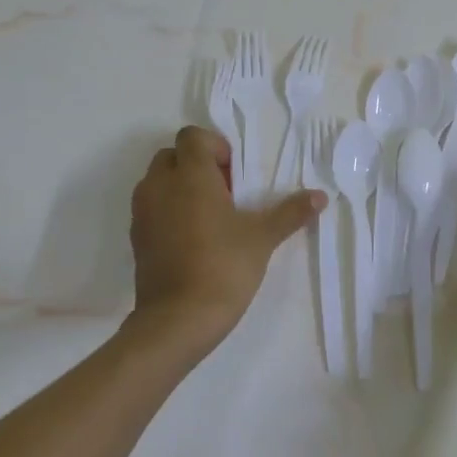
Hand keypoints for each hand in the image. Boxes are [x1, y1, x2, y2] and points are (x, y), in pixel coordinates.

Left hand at [127, 125, 323, 355]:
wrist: (177, 320)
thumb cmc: (222, 267)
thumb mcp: (262, 238)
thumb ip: (290, 212)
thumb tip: (320, 196)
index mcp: (189, 175)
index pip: (192, 136)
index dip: (215, 147)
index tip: (234, 175)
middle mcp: (159, 185)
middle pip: (173, 155)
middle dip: (197, 165)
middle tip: (225, 194)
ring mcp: (142, 212)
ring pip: (158, 181)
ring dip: (181, 187)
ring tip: (210, 217)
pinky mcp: (136, 237)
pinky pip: (152, 208)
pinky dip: (168, 211)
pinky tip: (193, 239)